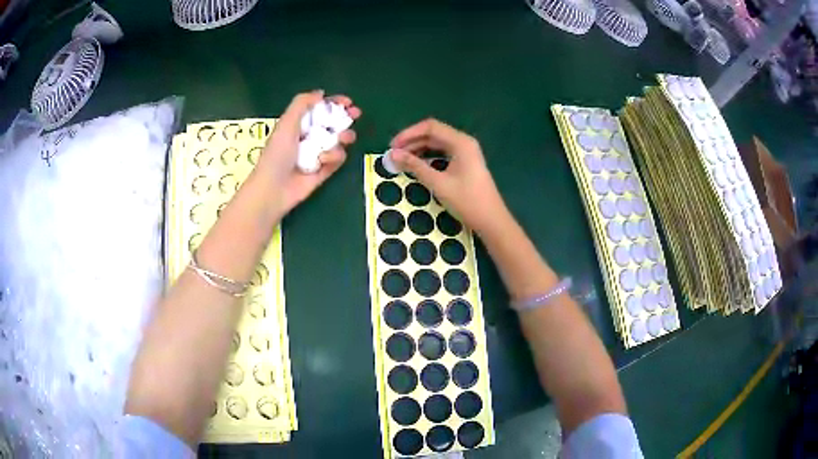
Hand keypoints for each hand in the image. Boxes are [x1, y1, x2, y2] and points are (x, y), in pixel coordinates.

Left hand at [256, 90, 360, 213]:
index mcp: (299, 124)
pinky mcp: (325, 170)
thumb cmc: (277, 153)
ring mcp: (318, 154)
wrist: (274, 188)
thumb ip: (302, 104)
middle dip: (346, 117)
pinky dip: (334, 157)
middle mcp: (310, 137)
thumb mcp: (287, 122)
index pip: (320, 109)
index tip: (348, 102)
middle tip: (356, 114)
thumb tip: (320, 93)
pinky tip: (323, 160)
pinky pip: (337, 159)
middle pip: (333, 123)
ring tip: (343, 139)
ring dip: (344, 136)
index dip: (334, 104)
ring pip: (339, 141)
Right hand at [389, 119, 506, 234]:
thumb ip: (415, 166)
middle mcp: (464, 142)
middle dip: (412, 141)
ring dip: (419, 148)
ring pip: (437, 143)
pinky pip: (443, 152)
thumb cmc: (467, 201)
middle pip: (433, 133)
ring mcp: (466, 152)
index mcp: (460, 142)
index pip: (430, 127)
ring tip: (402, 159)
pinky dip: (428, 156)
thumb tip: (392, 155)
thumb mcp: (438, 183)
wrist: (491, 220)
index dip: (408, 134)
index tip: (392, 146)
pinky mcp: (465, 162)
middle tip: (394, 154)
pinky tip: (417, 164)